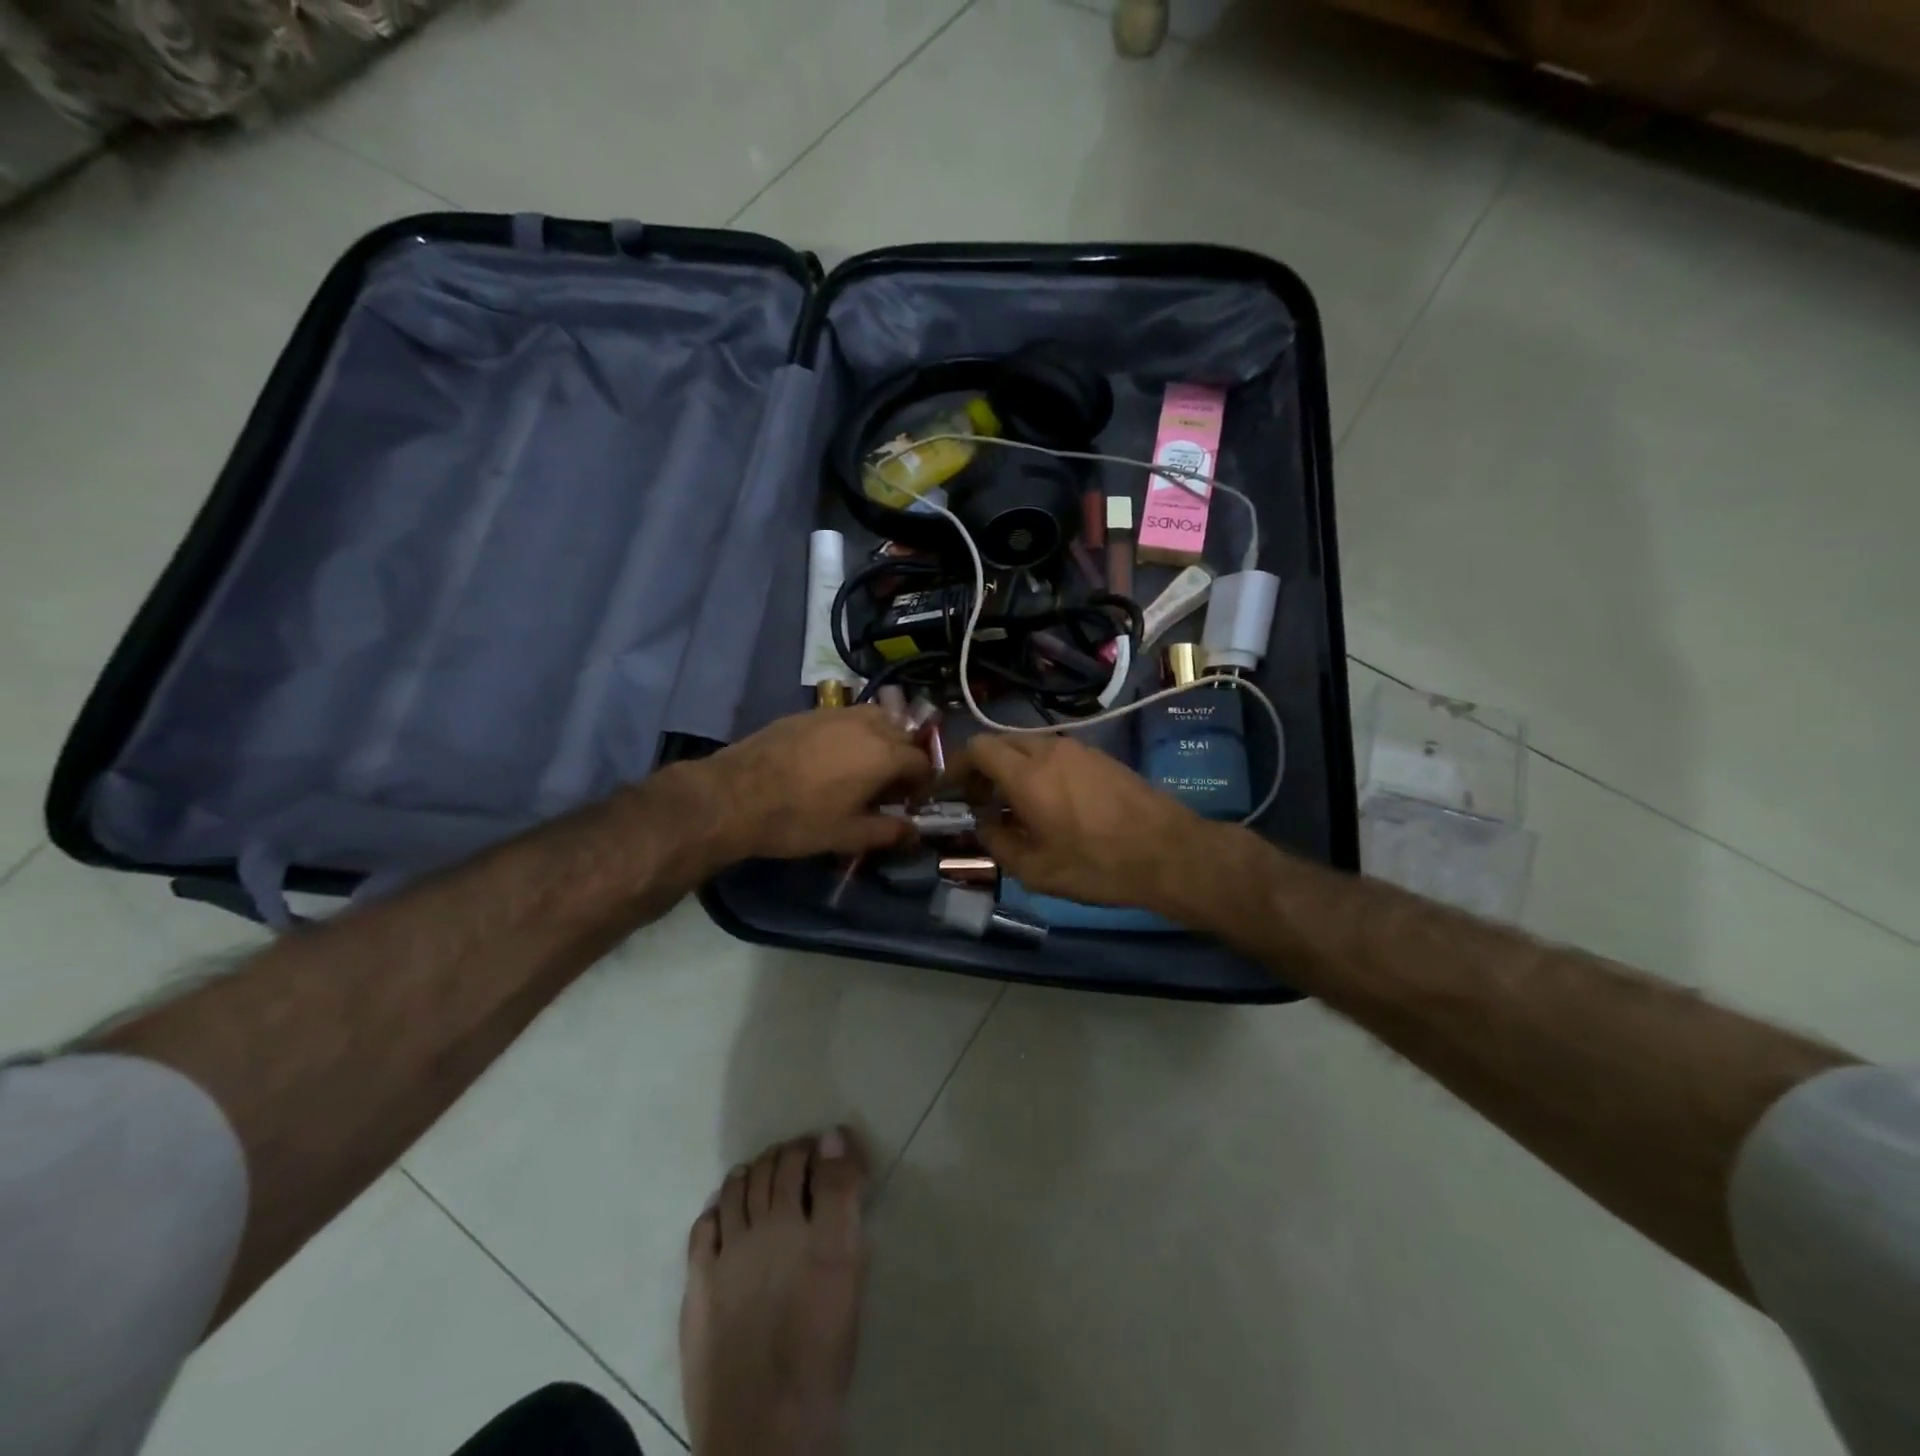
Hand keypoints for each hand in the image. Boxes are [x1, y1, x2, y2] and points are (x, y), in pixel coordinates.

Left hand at [693, 707, 933, 861]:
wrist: (736, 795)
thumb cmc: (800, 819)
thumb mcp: (849, 835)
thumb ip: (889, 831)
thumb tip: (915, 832)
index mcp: (885, 754)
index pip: (922, 761)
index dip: (921, 784)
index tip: (908, 803)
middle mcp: (867, 724)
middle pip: (903, 734)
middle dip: (904, 759)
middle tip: (887, 788)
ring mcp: (837, 713)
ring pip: (876, 718)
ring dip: (881, 739)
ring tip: (864, 767)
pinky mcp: (810, 712)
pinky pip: (846, 717)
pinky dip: (853, 733)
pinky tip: (832, 757)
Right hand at [958, 734, 1214, 913]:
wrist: (1169, 853)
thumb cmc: (1097, 865)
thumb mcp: (1036, 870)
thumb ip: (997, 843)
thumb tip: (984, 824)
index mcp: (1028, 774)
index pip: (977, 747)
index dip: (956, 765)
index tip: (950, 790)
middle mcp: (1050, 750)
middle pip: (1002, 743)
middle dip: (982, 768)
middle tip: (980, 801)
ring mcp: (1079, 749)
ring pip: (1030, 747)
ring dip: (1012, 769)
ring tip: (1014, 807)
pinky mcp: (1100, 757)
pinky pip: (1056, 754)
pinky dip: (1039, 770)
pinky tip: (1050, 804)